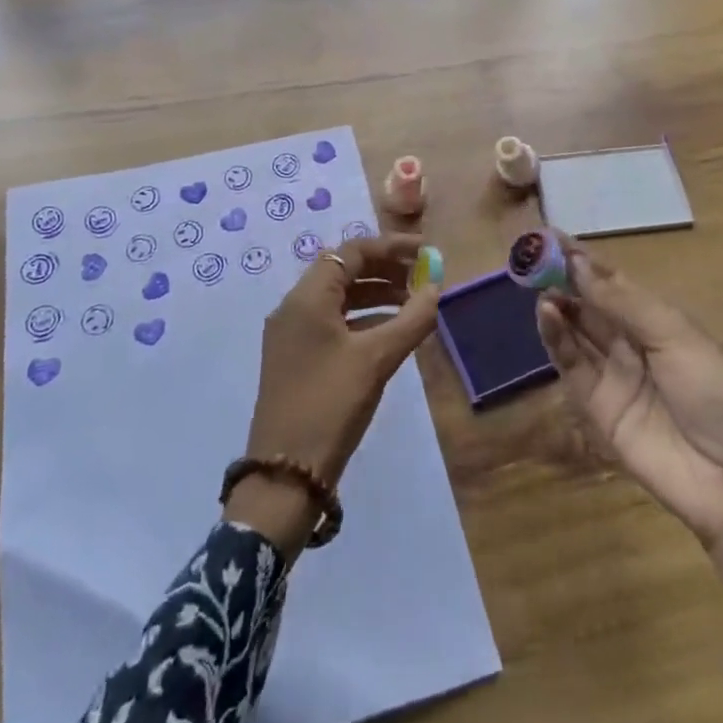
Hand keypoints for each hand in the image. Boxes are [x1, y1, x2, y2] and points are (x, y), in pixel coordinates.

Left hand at [225, 234, 439, 560]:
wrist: (284, 475)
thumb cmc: (330, 405)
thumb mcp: (376, 360)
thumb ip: (411, 319)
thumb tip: (437, 287)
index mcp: (306, 297)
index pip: (351, 252)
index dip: (391, 247)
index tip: (426, 251)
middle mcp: (294, 307)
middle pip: (344, 270)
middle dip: (385, 269)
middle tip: (423, 276)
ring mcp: (292, 334)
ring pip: (339, 298)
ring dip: (376, 294)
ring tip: (414, 303)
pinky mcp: (297, 358)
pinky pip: (334, 322)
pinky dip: (363, 319)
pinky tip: (391, 332)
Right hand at [535, 239, 722, 629]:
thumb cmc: (715, 392)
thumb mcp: (674, 335)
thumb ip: (622, 301)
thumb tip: (578, 262)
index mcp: (657, 321)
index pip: (612, 283)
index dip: (584, 261)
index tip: (553, 237)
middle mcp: (630, 343)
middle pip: (589, 305)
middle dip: (563, 279)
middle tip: (533, 256)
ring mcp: (611, 374)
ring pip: (575, 331)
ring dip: (557, 305)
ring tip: (538, 284)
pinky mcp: (595, 405)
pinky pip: (571, 365)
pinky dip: (555, 338)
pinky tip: (546, 313)